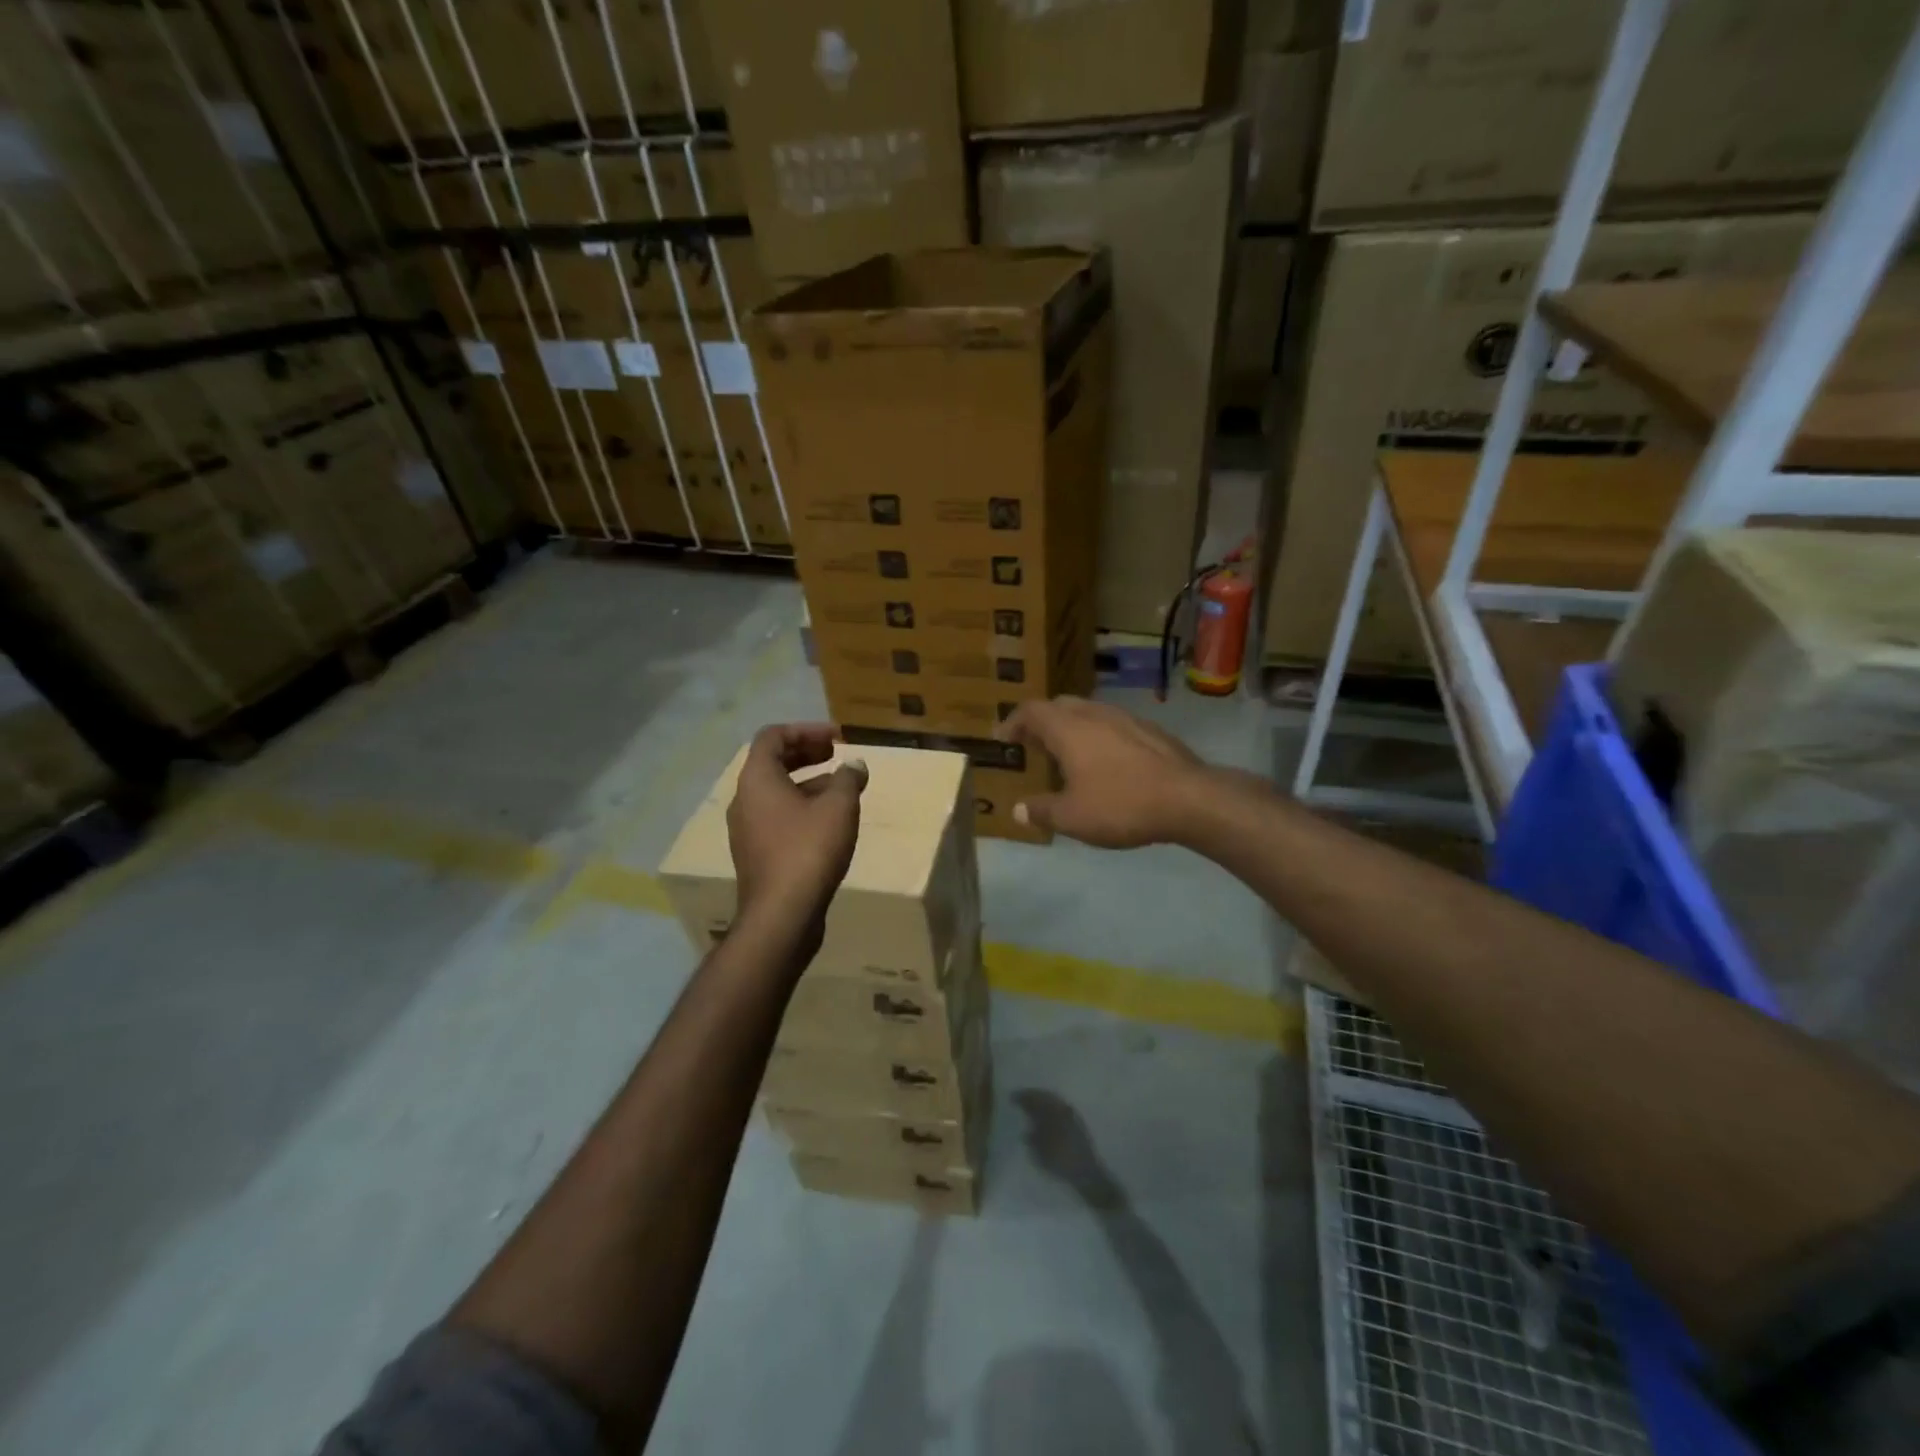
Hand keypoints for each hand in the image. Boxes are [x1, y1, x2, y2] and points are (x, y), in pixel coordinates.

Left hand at [727, 724, 866, 940]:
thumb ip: (848, 779)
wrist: (782, 915)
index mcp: (757, 779)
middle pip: (772, 762)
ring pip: (776, 792)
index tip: (838, 738)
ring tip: (842, 788)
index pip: (772, 736)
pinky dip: (802, 807)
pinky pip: (777, 817)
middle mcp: (744, 799)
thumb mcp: (838, 807)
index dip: (806, 730)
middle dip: (807, 753)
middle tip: (838, 755)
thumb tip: (854, 765)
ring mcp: (747, 829)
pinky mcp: (756, 853)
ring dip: (808, 781)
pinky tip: (830, 822)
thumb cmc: (808, 850)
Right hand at [995, 697, 1206, 847]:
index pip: (1031, 711)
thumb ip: (1041, 810)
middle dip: (1042, 721)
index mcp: (1068, 728)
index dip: (1013, 722)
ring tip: (1068, 755)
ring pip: (1089, 712)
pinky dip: (1098, 736)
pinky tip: (1106, 763)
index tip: (1003, 739)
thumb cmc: (1121, 804)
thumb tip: (1018, 809)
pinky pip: (1113, 725)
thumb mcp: (1072, 817)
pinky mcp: (1150, 730)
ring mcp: (1126, 718)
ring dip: (1072, 727)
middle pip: (1060, 705)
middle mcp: (1094, 714)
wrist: (1189, 799)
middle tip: (1033, 745)